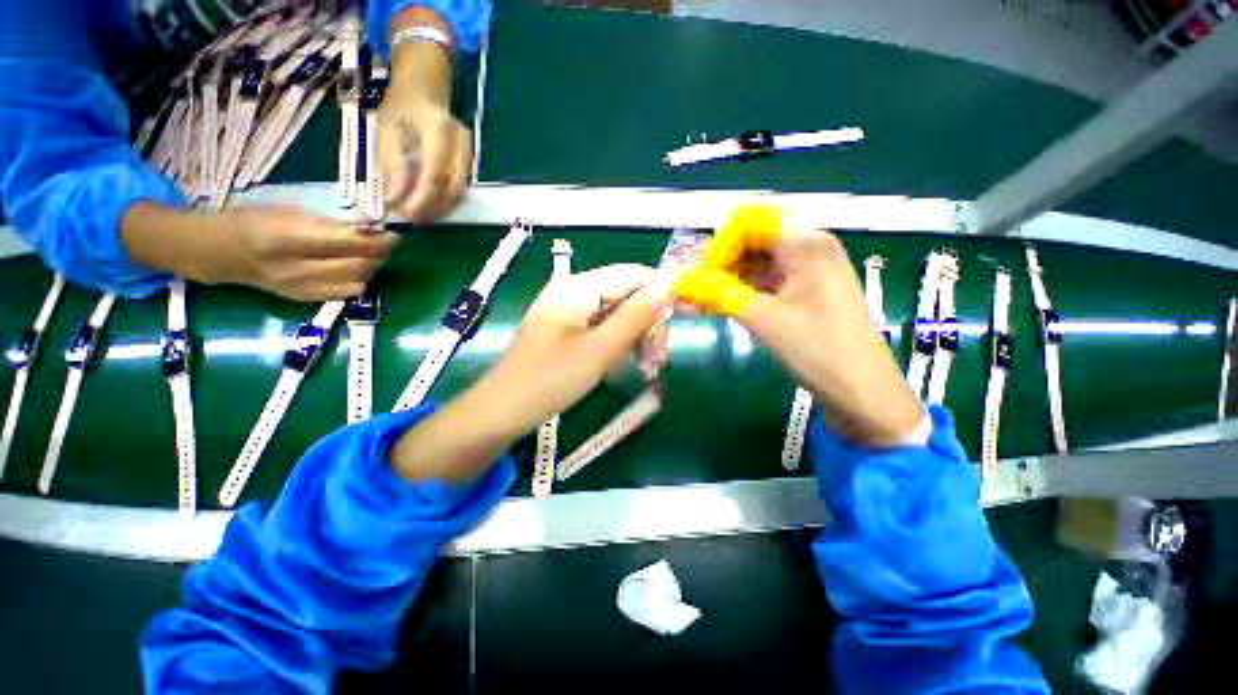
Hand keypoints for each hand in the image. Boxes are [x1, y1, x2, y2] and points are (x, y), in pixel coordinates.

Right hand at [123, 203, 398, 301]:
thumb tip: (369, 227)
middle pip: (359, 266)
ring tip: (371, 252)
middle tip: (387, 241)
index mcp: (288, 241)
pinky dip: (359, 279)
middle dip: (380, 254)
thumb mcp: (288, 212)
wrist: (220, 253)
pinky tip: (356, 267)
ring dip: (372, 267)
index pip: (349, 245)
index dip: (378, 240)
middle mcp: (297, 270)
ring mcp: (302, 289)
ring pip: (357, 282)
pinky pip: (346, 293)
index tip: (394, 232)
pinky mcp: (305, 299)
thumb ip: (328, 223)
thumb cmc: (252, 221)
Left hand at [380, 46, 471, 223]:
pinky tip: (432, 205)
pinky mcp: (471, 162)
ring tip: (421, 216)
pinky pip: (460, 187)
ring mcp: (470, 154)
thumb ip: (392, 166)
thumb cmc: (401, 109)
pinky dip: (446, 200)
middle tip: (413, 219)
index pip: (433, 174)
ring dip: (441, 207)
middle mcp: (461, 144)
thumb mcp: (387, 132)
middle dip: (432, 207)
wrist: (424, 92)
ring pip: (459, 191)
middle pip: (451, 187)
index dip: (420, 198)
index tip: (405, 213)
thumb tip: (394, 201)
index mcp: (438, 130)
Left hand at [391, 264, 670, 481]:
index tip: (686, 318)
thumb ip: (635, 316)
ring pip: (618, 315)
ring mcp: (570, 313)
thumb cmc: (550, 379)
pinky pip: (604, 329)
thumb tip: (669, 285)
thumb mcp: (600, 350)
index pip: (634, 275)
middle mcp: (575, 292)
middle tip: (658, 360)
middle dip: (649, 324)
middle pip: (627, 295)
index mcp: (579, 287)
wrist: (501, 412)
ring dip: (637, 337)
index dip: (662, 292)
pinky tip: (627, 364)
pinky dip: (620, 345)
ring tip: (647, 368)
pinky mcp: (568, 331)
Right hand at [674, 206, 923, 445]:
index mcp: (806, 243)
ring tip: (693, 304)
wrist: (863, 393)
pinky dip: (737, 293)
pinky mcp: (801, 293)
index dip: (719, 245)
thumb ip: (718, 293)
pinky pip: (762, 283)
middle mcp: (807, 248)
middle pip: (749, 242)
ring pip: (753, 264)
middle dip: (716, 264)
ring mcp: (805, 271)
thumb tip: (677, 280)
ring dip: (722, 281)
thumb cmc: (820, 351)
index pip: (748, 222)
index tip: (701, 276)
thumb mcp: (764, 319)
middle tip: (690, 292)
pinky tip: (714, 307)